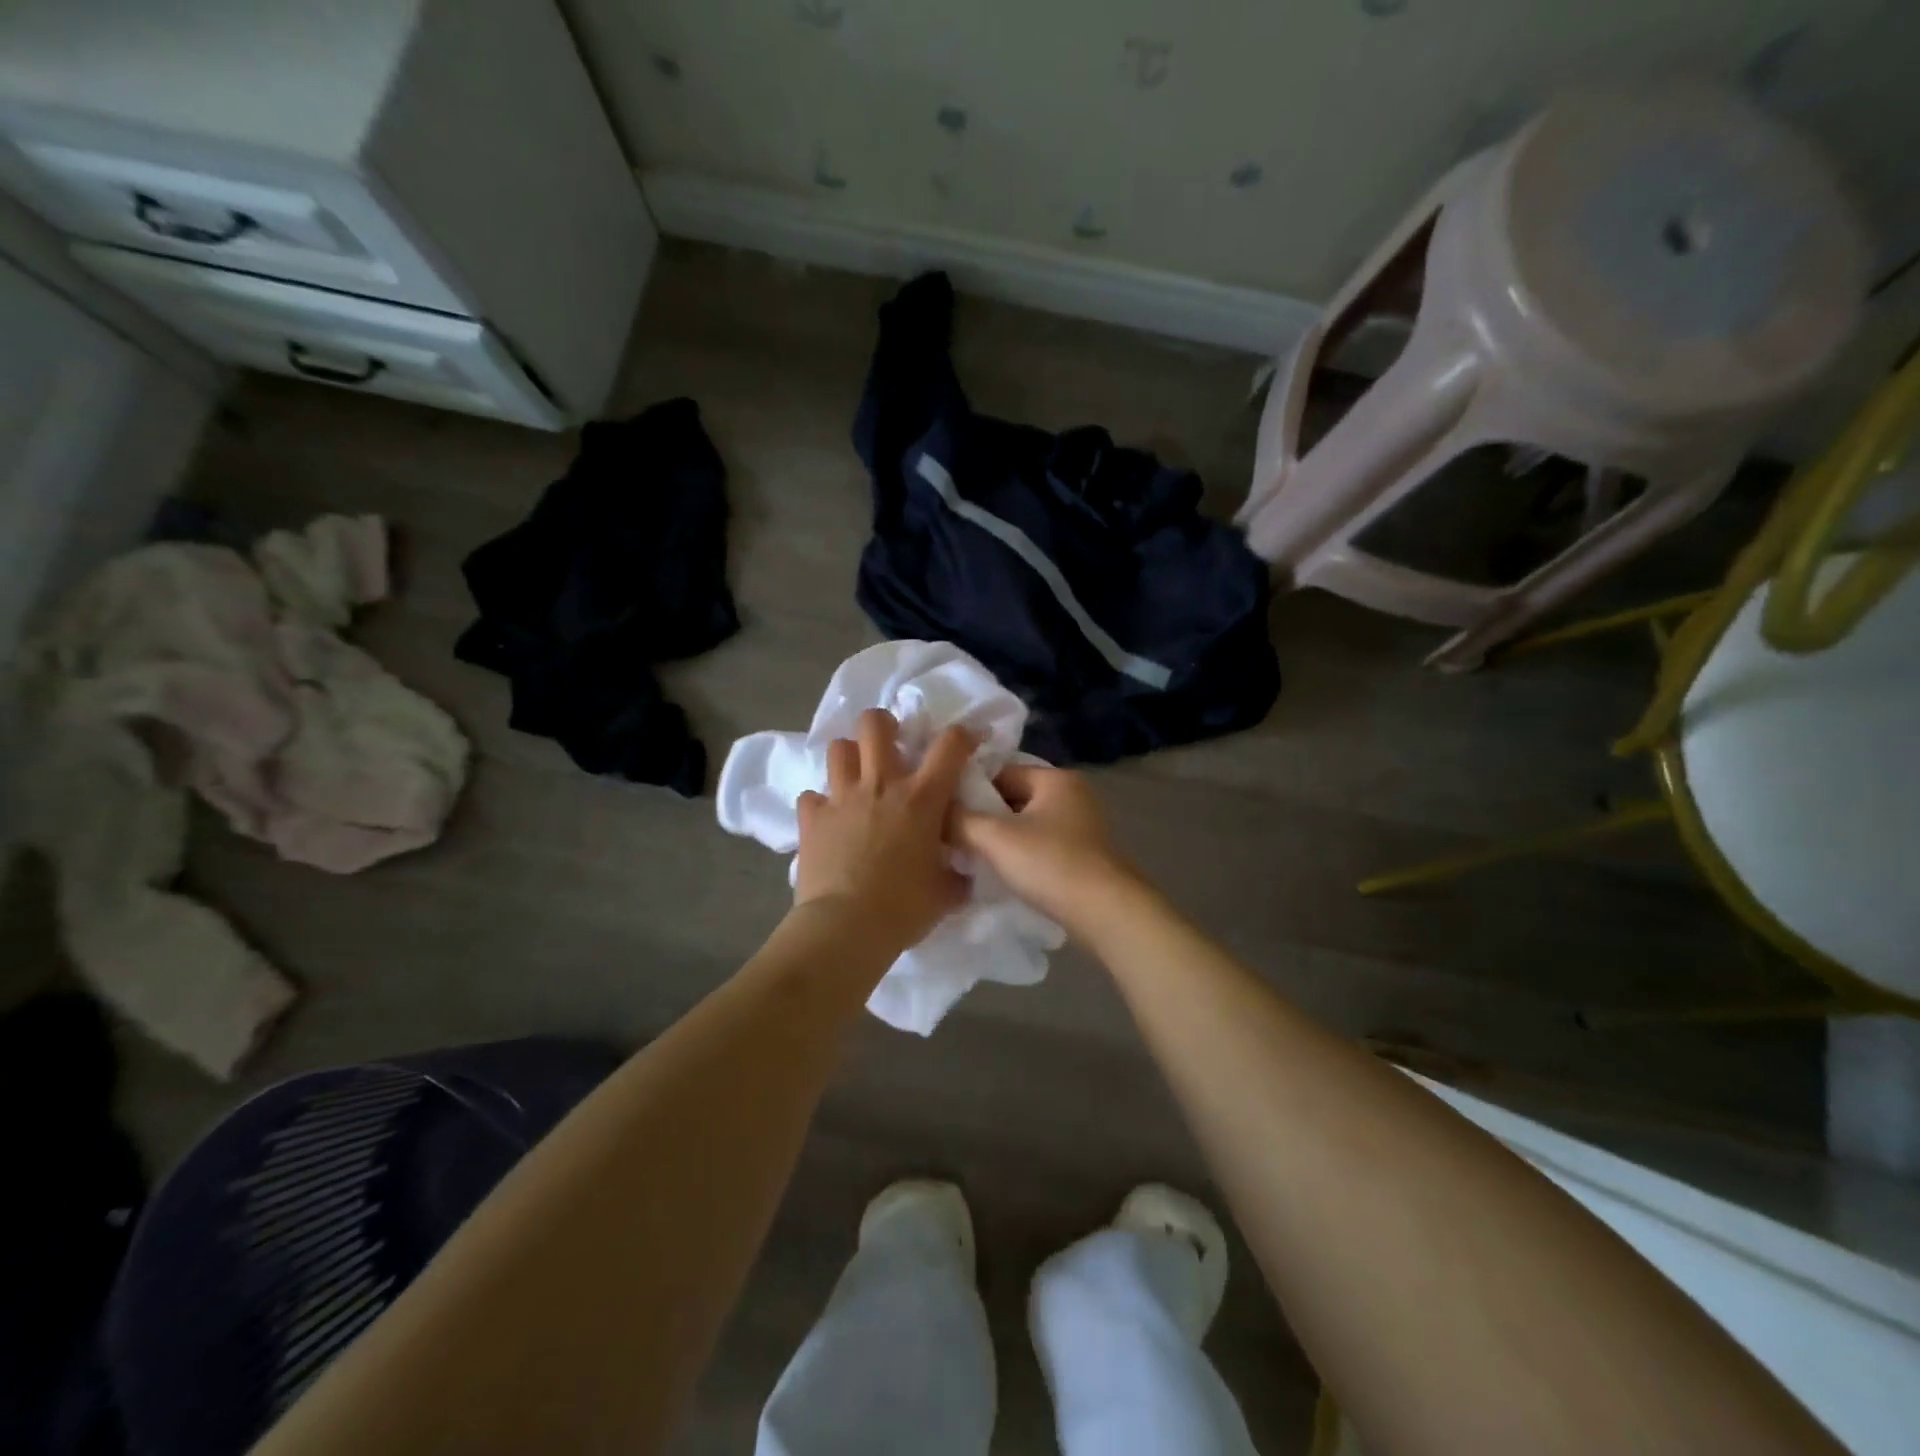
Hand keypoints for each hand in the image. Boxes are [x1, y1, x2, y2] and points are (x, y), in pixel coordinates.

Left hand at [793, 710, 974, 955]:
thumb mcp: (945, 894)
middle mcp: (880, 785)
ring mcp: (841, 798)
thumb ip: (955, 875)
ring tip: (857, 777)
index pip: (950, 745)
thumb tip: (960, 873)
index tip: (966, 742)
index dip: (962, 735)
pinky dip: (821, 804)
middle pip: (875, 723)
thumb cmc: (903, 908)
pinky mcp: (811, 818)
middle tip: (892, 747)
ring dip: (850, 756)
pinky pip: (812, 796)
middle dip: (884, 725)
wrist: (845, 928)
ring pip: (838, 748)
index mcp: (921, 798)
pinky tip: (829, 820)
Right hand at [953, 765, 1140, 935]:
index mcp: (1055, 778)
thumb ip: (960, 820)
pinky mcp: (1084, 854)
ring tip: (973, 858)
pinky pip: (1041, 845)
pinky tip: (1003, 873)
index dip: (970, 791)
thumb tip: (934, 811)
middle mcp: (1072, 794)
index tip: (945, 814)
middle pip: (1013, 798)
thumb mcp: (995, 838)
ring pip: (1026, 824)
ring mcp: (1081, 825)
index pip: (1000, 772)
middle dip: (985, 817)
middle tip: (954, 839)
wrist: (1106, 912)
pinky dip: (1021, 855)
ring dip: (1001, 840)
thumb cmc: (1050, 864)